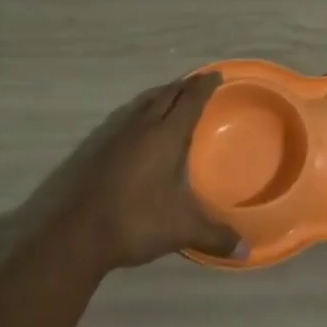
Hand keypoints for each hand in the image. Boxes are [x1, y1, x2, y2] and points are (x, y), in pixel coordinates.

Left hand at [54, 74, 245, 269]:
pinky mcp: (101, 149)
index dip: (204, 86)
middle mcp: (142, 127)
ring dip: (162, 96)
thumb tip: (247, 251)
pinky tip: (143, 130)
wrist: (78, 234)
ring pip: (144, 104)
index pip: (190, 100)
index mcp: (166, 136)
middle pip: (166, 95)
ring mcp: (117, 136)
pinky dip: (144, 113)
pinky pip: (129, 118)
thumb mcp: (183, 229)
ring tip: (174, 98)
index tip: (216, 75)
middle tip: (199, 83)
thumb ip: (216, 236)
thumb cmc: (137, 221)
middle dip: (184, 86)